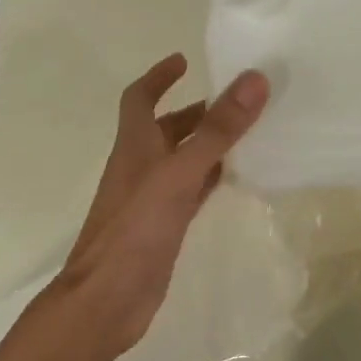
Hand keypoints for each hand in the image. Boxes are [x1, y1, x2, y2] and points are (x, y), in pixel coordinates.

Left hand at [49, 53, 269, 360]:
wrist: (107, 301)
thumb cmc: (136, 230)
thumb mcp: (179, 173)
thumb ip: (217, 130)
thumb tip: (253, 80)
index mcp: (134, 145)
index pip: (139, 98)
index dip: (159, 76)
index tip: (184, 60)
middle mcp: (140, 166)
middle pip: (166, 128)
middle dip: (196, 111)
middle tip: (237, 100)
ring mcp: (152, 199)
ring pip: (183, 159)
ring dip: (208, 143)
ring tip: (247, 132)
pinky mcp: (165, 227)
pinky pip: (192, 191)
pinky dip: (211, 178)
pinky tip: (236, 179)